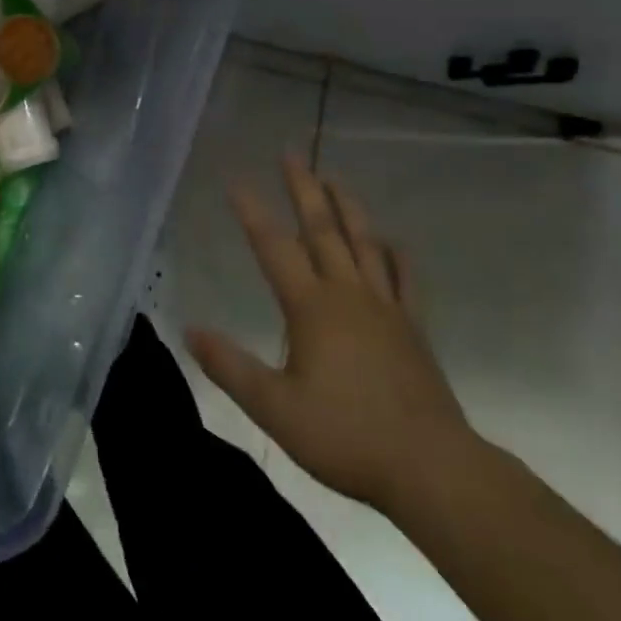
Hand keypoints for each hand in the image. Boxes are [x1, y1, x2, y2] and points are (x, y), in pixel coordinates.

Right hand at [188, 154, 477, 515]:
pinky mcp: (413, 328)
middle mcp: (348, 294)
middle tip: (291, 153)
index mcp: (312, 308)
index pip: (274, 247)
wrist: (430, 467)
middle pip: (322, 229)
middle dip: (303, 188)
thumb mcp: (275, 408)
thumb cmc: (346, 436)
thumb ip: (230, 367)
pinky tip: (392, 242)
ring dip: (347, 206)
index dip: (252, 211)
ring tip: (333, 177)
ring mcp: (386, 308)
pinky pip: (405, 279)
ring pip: (364, 243)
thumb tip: (190, 330)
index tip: (236, 179)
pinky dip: (396, 255)